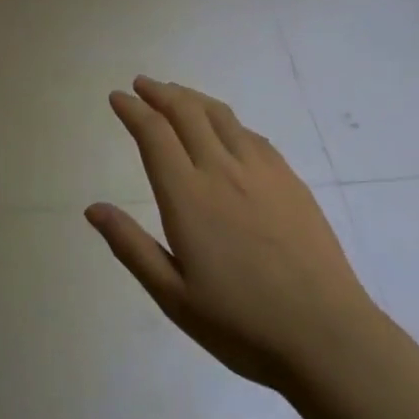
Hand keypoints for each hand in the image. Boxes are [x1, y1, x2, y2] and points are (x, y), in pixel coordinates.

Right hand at [86, 77, 386, 392]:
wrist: (326, 334)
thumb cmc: (241, 323)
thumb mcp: (173, 296)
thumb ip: (131, 246)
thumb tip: (93, 208)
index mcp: (188, 196)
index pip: (154, 133)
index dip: (133, 110)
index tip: (118, 97)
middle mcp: (221, 169)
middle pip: (186, 112)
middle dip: (159, 93)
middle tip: (142, 84)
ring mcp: (260, 170)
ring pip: (220, 115)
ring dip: (192, 98)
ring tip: (177, 94)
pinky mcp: (289, 179)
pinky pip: (250, 134)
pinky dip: (226, 120)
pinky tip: (225, 128)